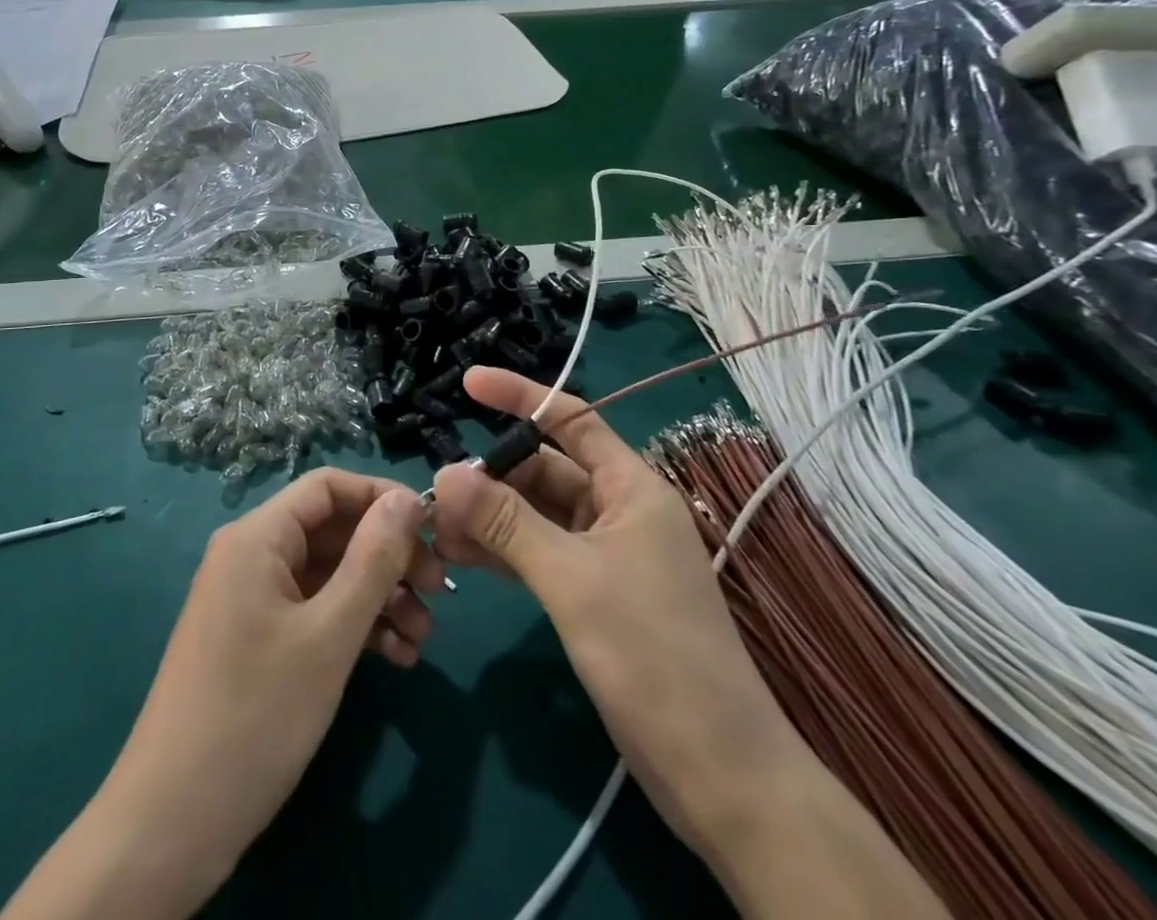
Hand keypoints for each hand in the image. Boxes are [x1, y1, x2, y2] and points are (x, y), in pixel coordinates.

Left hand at [4, 470, 441, 919]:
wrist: (172, 823)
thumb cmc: (257, 714)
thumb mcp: (329, 635)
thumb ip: (373, 560)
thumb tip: (408, 499)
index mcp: (258, 536)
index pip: (328, 486)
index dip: (382, 498)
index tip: (433, 529)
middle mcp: (252, 555)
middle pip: (332, 531)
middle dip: (388, 556)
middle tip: (439, 590)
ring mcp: (253, 600)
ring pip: (328, 575)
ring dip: (379, 597)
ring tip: (424, 637)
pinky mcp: (257, 640)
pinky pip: (314, 612)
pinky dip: (354, 626)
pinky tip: (396, 657)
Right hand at [431, 367, 799, 846]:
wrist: (719, 774)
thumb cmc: (652, 656)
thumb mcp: (571, 580)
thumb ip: (506, 522)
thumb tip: (446, 473)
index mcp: (631, 487)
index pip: (571, 419)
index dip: (519, 395)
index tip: (467, 382)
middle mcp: (620, 510)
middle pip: (546, 470)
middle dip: (492, 476)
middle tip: (437, 494)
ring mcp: (608, 555)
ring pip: (539, 514)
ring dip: (491, 517)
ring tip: (437, 529)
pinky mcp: (597, 594)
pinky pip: (541, 553)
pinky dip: (505, 551)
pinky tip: (464, 558)